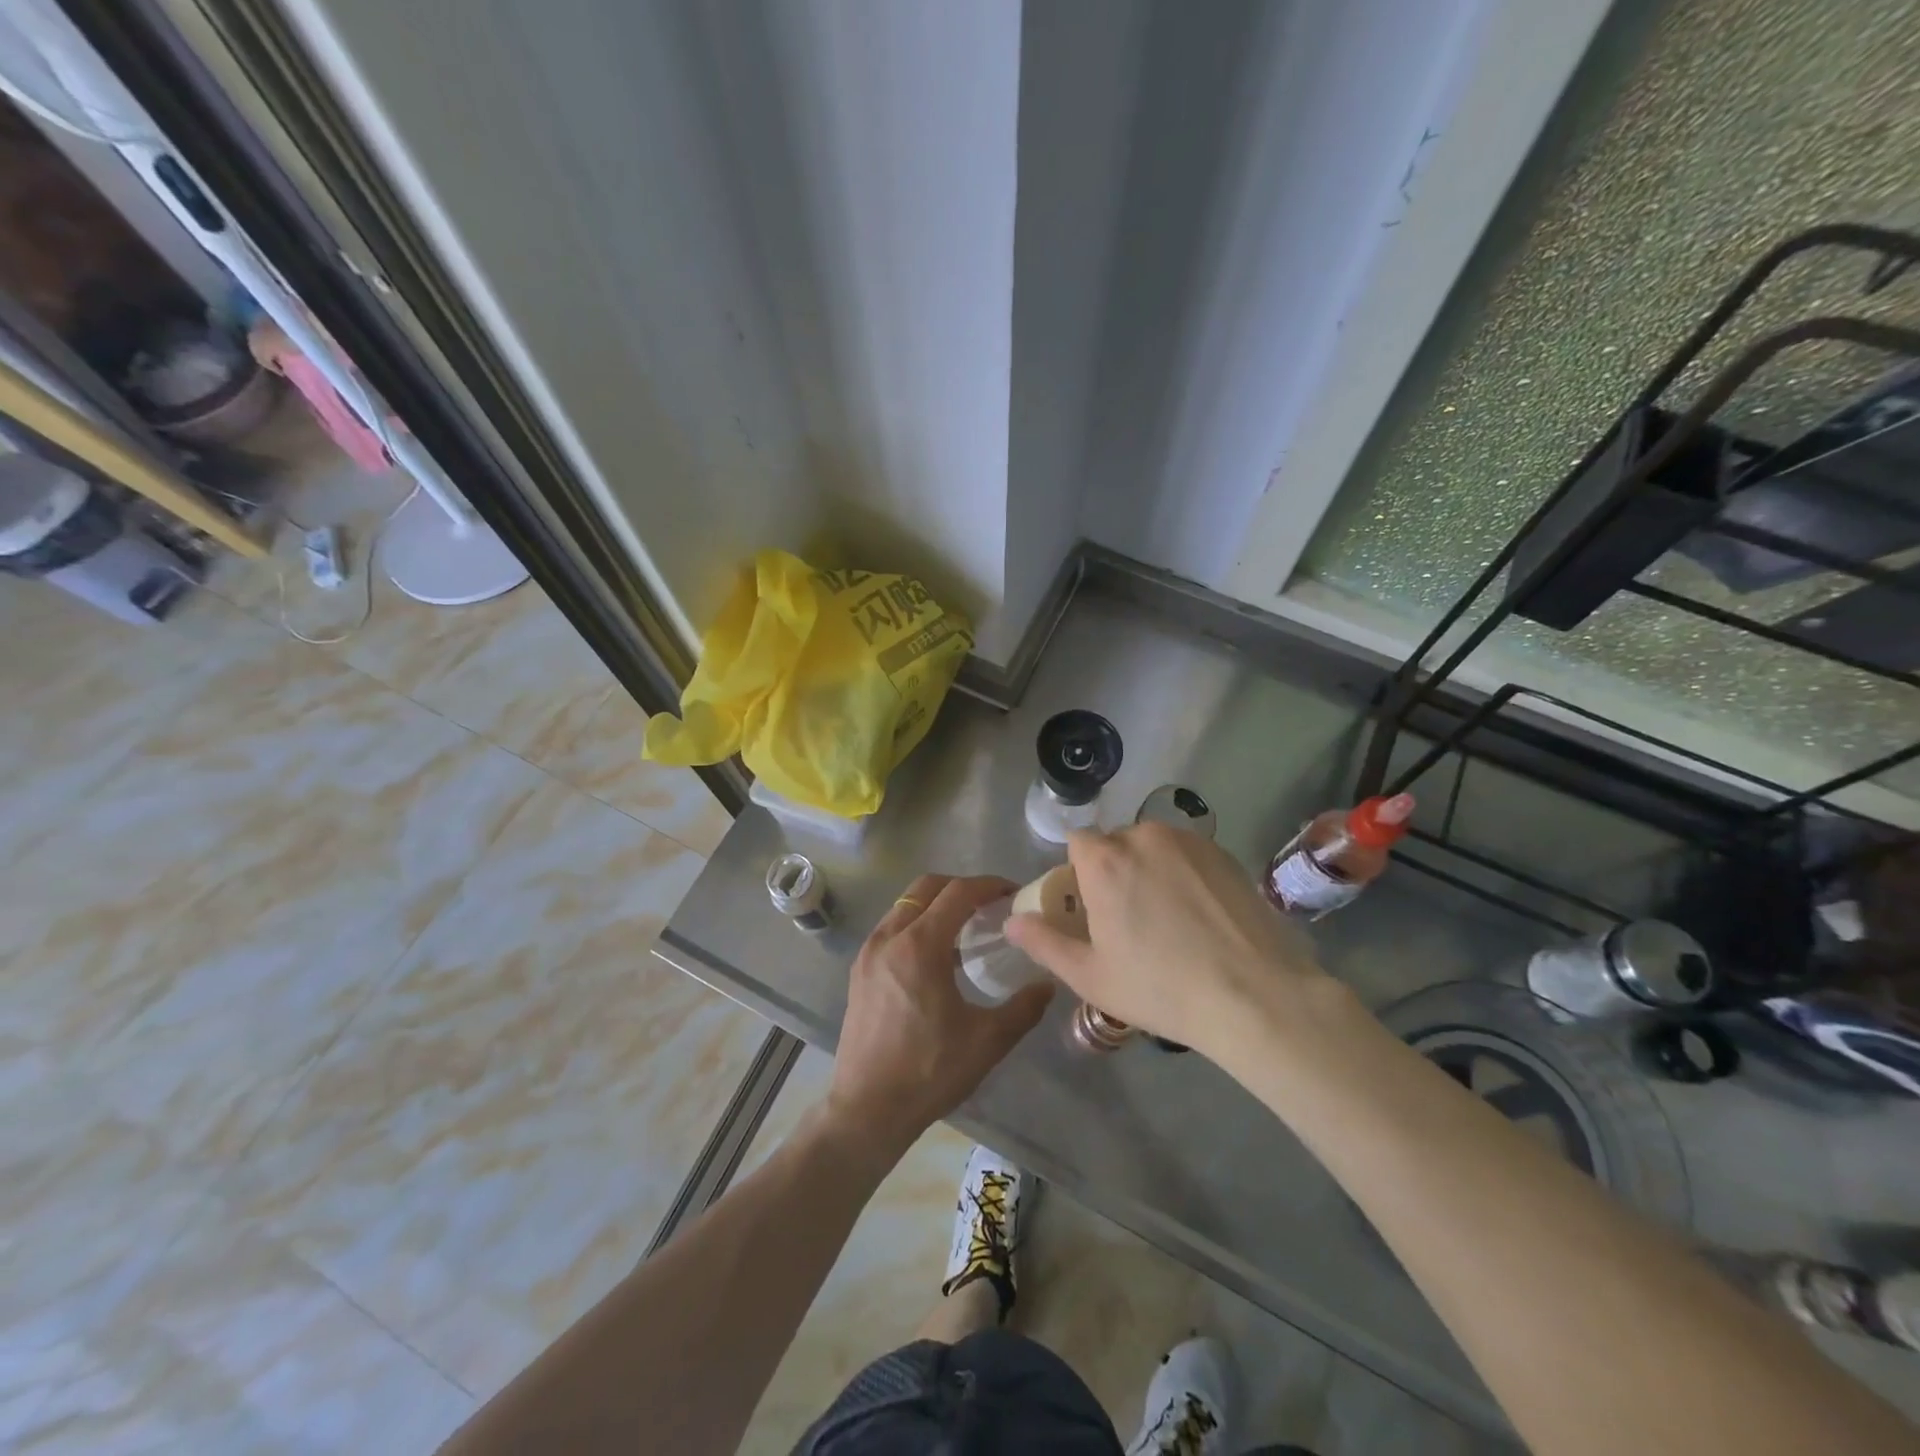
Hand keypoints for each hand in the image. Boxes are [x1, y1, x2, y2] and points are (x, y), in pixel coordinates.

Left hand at [827, 873, 1052, 1155]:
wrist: (867, 1109)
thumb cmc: (930, 1071)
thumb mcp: (987, 1041)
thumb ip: (1023, 1008)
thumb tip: (1048, 984)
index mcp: (920, 945)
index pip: (958, 892)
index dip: (988, 885)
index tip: (1012, 893)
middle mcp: (889, 937)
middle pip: (926, 887)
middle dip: (960, 887)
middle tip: (989, 906)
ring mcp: (869, 952)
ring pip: (904, 905)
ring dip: (935, 905)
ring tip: (965, 931)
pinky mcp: (858, 971)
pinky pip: (891, 928)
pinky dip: (915, 925)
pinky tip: (935, 957)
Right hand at [1005, 823, 1329, 1062]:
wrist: (1255, 995)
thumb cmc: (1161, 988)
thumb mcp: (1090, 976)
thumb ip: (1043, 943)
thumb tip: (1011, 921)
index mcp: (1104, 861)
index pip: (1076, 842)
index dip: (1078, 873)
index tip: (1090, 907)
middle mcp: (1143, 837)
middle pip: (1115, 843)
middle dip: (1114, 871)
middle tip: (1130, 920)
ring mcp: (1188, 841)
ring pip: (1153, 847)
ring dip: (1150, 870)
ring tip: (1169, 919)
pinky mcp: (1223, 853)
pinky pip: (1187, 855)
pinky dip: (1184, 874)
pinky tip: (1201, 916)